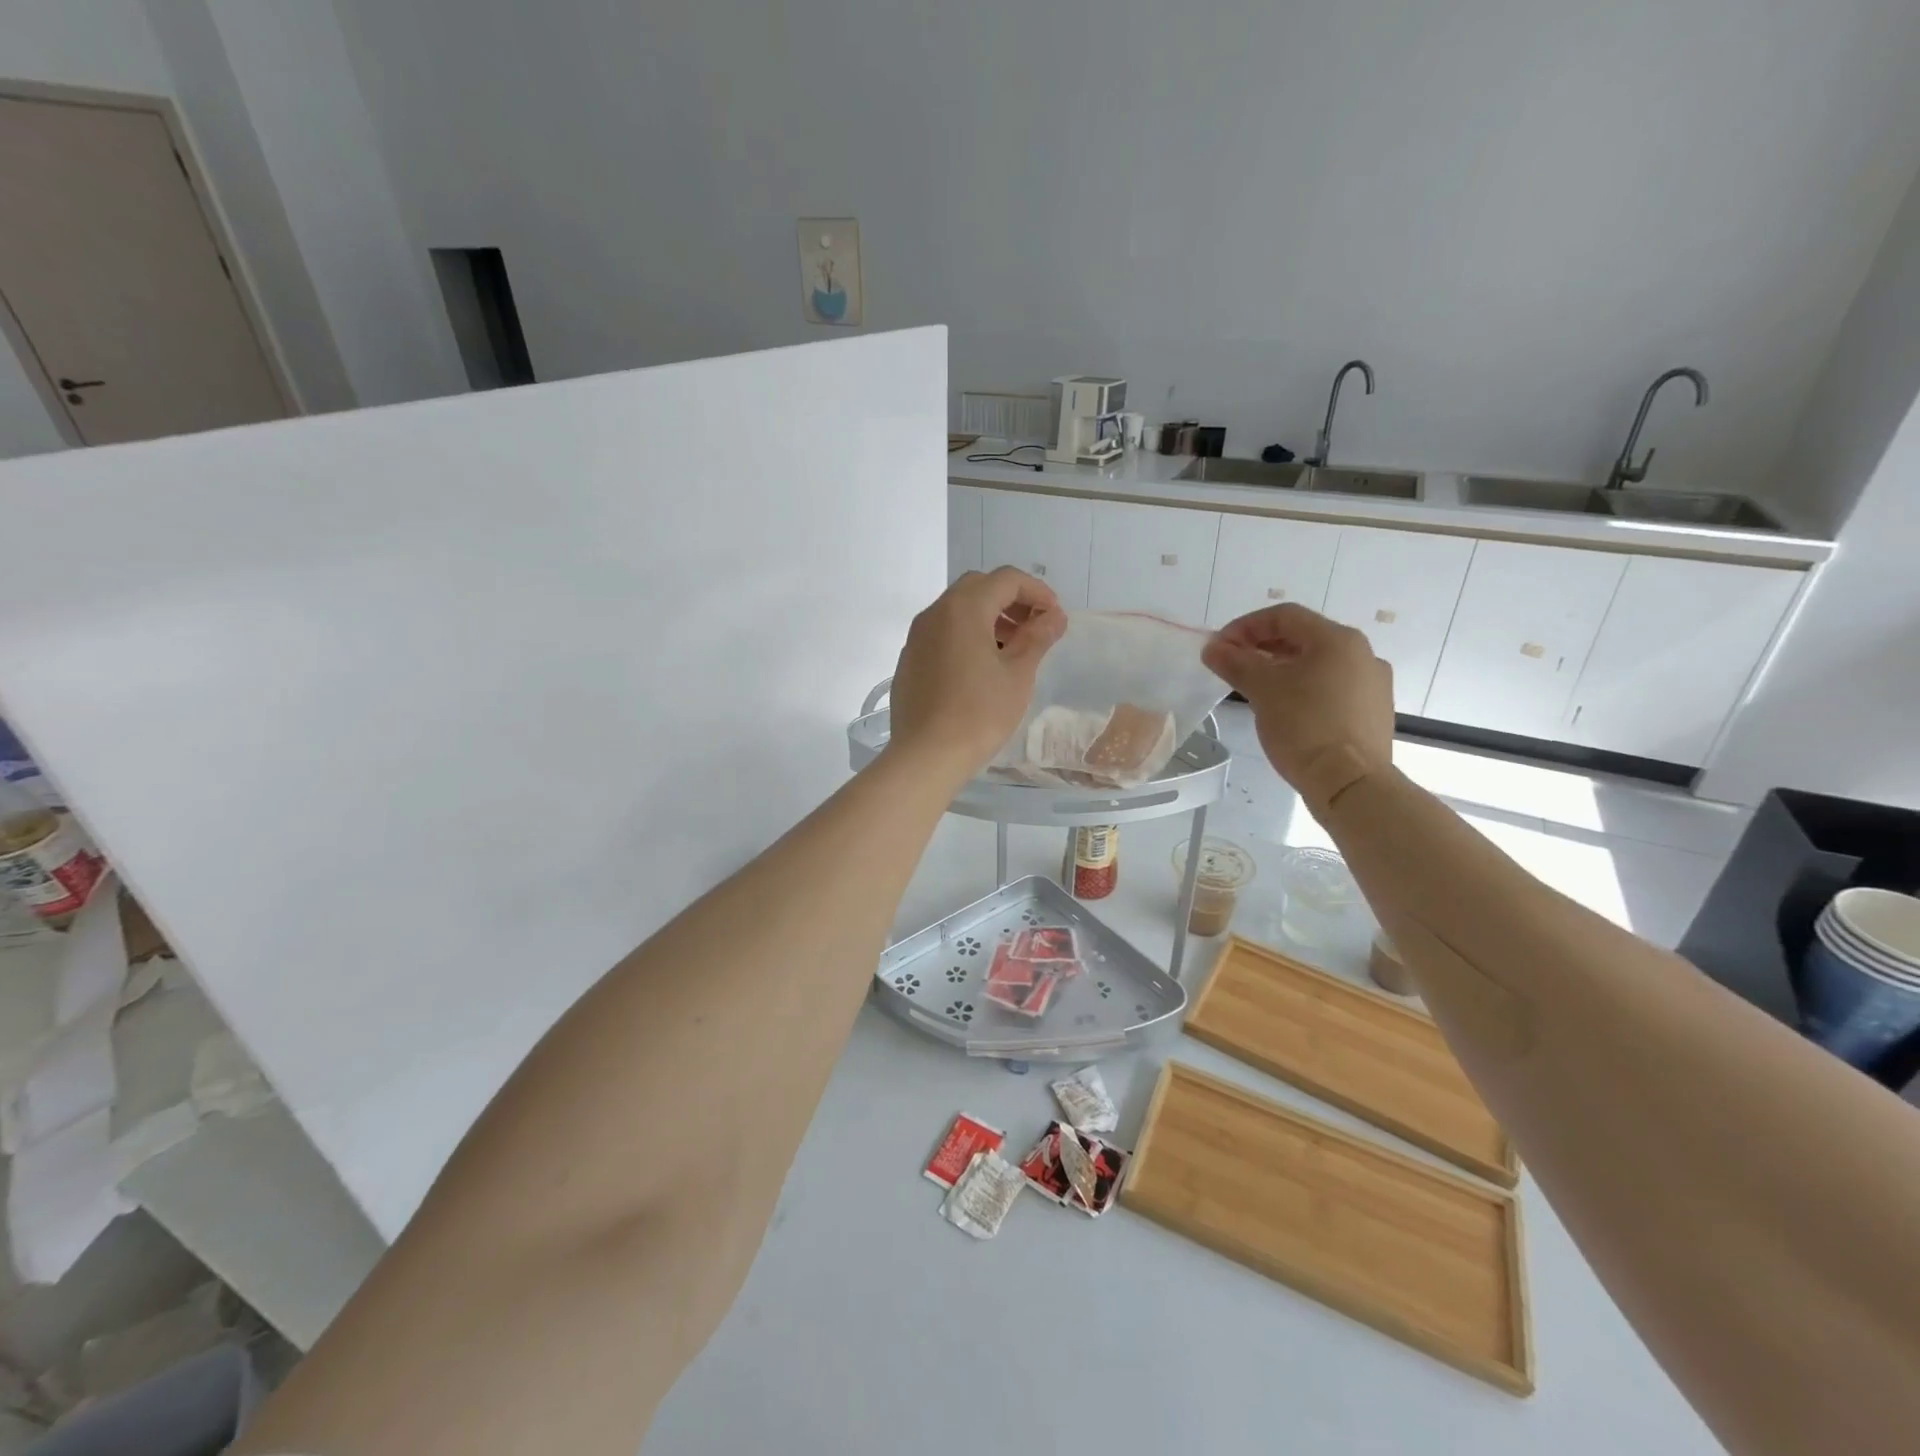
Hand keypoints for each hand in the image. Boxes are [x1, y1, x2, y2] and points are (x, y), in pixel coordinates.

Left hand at [887, 568, 1064, 780]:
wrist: (926, 755)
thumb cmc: (979, 714)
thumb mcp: (1018, 675)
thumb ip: (1037, 638)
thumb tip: (1053, 617)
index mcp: (964, 608)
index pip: (1006, 579)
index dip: (1037, 591)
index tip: (1055, 616)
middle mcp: (935, 613)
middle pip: (978, 587)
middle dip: (1011, 600)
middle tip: (1034, 628)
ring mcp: (917, 636)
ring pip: (957, 609)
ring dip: (988, 617)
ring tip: (1011, 649)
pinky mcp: (909, 659)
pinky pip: (942, 633)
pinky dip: (966, 635)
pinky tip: (981, 668)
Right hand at [1202, 603, 1393, 811]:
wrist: (1351, 783)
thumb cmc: (1305, 727)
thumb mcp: (1262, 691)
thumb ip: (1235, 663)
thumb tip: (1212, 647)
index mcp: (1337, 639)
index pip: (1284, 616)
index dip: (1245, 626)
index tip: (1219, 647)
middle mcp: (1362, 653)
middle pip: (1303, 637)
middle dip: (1262, 647)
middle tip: (1232, 665)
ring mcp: (1372, 684)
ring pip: (1318, 664)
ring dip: (1282, 668)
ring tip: (1255, 688)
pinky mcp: (1373, 711)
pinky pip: (1332, 687)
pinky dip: (1304, 688)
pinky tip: (1285, 710)